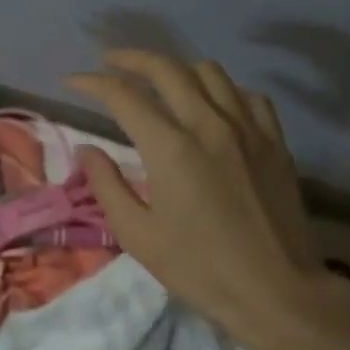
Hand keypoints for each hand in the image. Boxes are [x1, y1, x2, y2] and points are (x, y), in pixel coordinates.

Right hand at [66, 51, 349, 349]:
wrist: (276, 290)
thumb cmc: (200, 269)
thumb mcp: (139, 235)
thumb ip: (107, 185)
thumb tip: (88, 150)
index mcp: (171, 148)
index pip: (123, 95)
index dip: (92, 83)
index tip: (72, 82)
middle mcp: (209, 124)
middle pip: (166, 69)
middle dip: (130, 59)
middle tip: (108, 62)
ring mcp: (248, 128)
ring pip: (210, 72)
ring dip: (176, 68)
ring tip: (158, 80)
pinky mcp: (274, 141)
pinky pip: (247, 95)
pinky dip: (221, 89)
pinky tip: (212, 103)